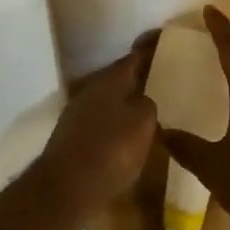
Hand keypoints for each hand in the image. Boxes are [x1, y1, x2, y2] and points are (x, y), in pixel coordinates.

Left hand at [30, 39, 158, 229]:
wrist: (65, 189)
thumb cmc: (109, 151)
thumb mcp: (142, 124)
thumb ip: (148, 105)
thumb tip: (144, 101)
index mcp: (109, 81)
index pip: (133, 58)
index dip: (150, 50)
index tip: (164, 41)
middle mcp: (91, 91)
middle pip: (119, 78)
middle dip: (139, 77)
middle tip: (162, 77)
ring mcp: (78, 114)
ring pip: (110, 100)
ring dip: (127, 101)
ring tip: (150, 106)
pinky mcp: (73, 138)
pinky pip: (102, 121)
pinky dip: (117, 122)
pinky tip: (129, 134)